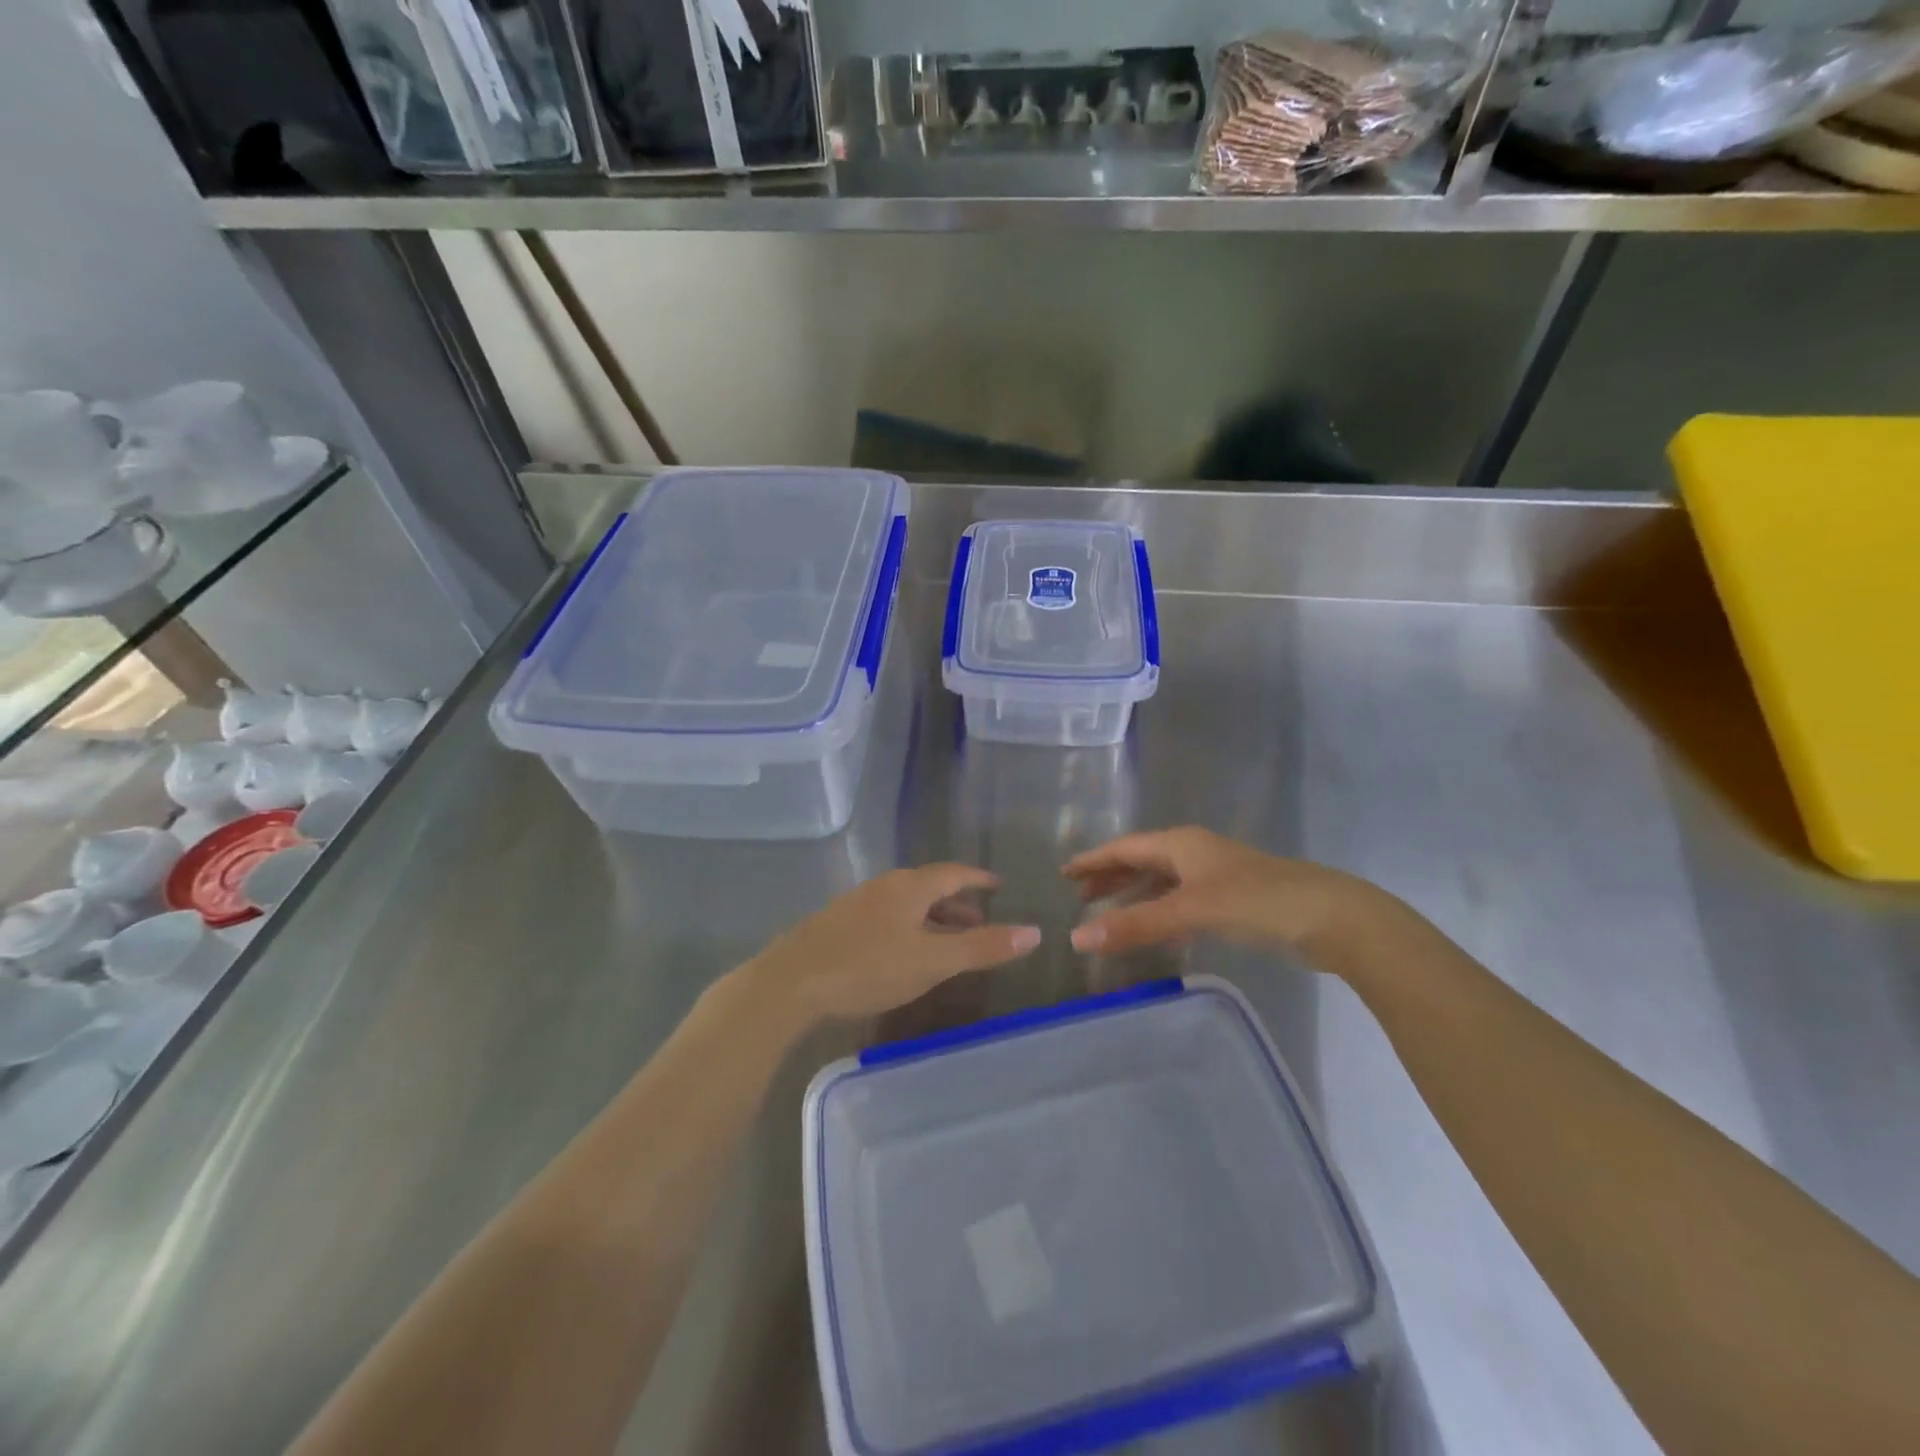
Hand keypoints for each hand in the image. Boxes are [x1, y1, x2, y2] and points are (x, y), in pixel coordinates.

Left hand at [746, 865, 1039, 1021]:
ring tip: (948, 941)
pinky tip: (905, 953)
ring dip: (932, 918)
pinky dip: (909, 928)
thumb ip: (982, 947)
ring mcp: (858, 905)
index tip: (997, 885)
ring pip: (906, 904)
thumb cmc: (868, 966)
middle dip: (957, 903)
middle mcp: (885, 887)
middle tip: (980, 920)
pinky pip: (887, 918)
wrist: (791, 983)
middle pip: (929, 887)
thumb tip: (1034, 932)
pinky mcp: (839, 926)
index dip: (978, 879)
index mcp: (910, 886)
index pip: (953, 873)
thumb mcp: (932, 961)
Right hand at [1064, 827, 1379, 966]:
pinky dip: (1162, 910)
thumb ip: (1136, 925)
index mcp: (1182, 844)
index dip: (1094, 860)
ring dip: (1135, 894)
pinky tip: (1158, 929)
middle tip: (1080, 896)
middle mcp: (1196, 853)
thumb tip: (1077, 939)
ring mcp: (1217, 876)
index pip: (1125, 847)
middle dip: (1111, 876)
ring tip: (1108, 912)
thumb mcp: (1191, 911)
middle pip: (1143, 860)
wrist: (1332, 918)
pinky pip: (1183, 900)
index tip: (1065, 871)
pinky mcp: (1235, 900)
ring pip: (1164, 880)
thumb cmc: (1257, 902)